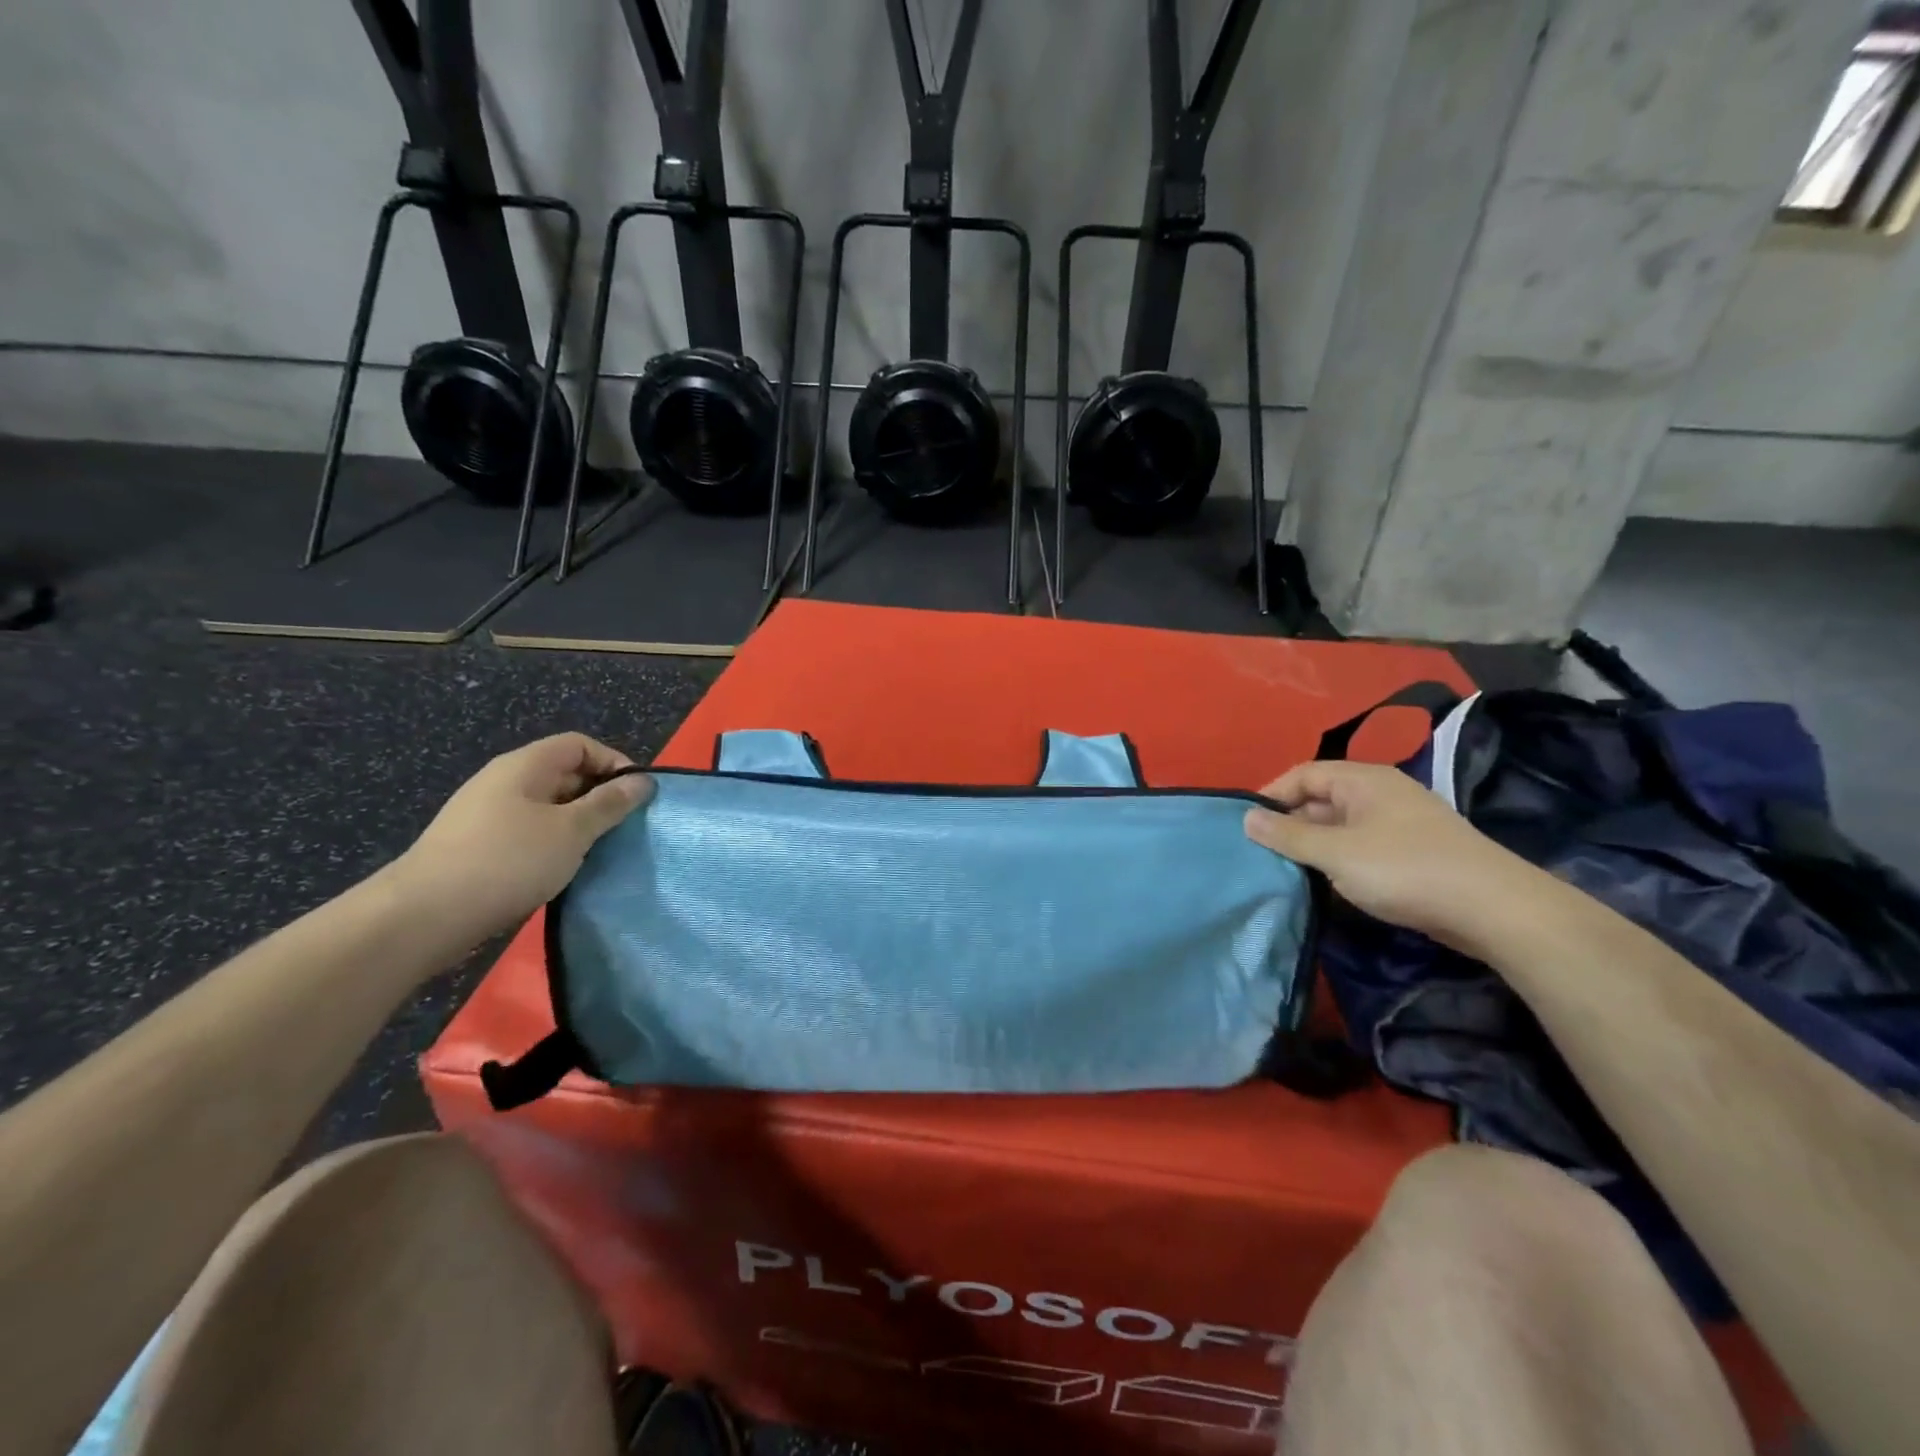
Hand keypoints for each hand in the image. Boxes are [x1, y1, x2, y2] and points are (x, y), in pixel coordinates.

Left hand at [390, 734, 652, 949]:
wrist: (423, 916)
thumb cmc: (507, 861)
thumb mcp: (571, 831)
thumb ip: (609, 804)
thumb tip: (643, 781)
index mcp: (525, 766)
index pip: (580, 744)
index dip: (613, 762)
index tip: (636, 797)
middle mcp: (504, 781)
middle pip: (564, 773)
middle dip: (599, 796)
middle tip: (623, 828)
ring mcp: (487, 815)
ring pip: (548, 807)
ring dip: (578, 824)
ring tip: (598, 851)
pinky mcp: (479, 846)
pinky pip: (529, 832)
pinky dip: (553, 844)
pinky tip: (562, 870)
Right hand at [1243, 760, 1537, 947]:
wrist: (1494, 909)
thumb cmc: (1405, 869)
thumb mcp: (1336, 853)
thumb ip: (1288, 836)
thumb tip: (1246, 817)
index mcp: (1363, 780)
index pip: (1303, 774)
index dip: (1271, 796)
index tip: (1245, 826)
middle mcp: (1380, 794)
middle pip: (1320, 800)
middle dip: (1289, 825)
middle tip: (1260, 855)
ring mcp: (1399, 824)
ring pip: (1340, 827)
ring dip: (1313, 847)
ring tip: (1285, 872)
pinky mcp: (1412, 854)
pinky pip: (1361, 848)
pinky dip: (1339, 862)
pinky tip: (1326, 886)